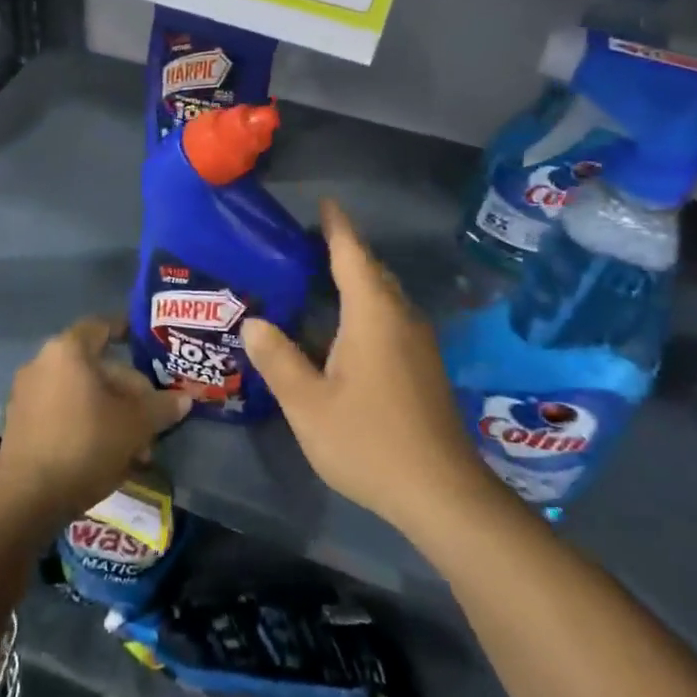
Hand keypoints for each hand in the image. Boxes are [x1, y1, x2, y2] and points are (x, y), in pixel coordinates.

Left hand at [0, 316, 190, 522]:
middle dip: (128, 393)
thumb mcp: (135, 425)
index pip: (103, 327)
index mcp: (68, 351)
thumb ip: (161, 407)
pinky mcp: (21, 425)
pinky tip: (109, 457)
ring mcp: (27, 394)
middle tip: (153, 420)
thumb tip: (184, 398)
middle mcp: (42, 363)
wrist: (26, 499)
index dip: (127, 331)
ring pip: (82, 395)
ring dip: (111, 414)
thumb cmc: (85, 444)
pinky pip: (63, 414)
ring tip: (138, 448)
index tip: (148, 344)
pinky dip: (87, 426)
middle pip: (96, 367)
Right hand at [244, 199, 486, 538]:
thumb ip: (278, 359)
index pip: (352, 255)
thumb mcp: (308, 404)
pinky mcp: (423, 367)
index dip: (337, 226)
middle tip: (305, 243)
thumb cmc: (369, 442)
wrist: (442, 494)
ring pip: (384, 296)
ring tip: (318, 278)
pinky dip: (365, 307)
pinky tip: (341, 329)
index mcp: (373, 315)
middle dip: (344, 251)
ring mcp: (418, 344)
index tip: (324, 202)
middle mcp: (401, 319)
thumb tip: (254, 321)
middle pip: (372, 271)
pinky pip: (390, 318)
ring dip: (355, 280)